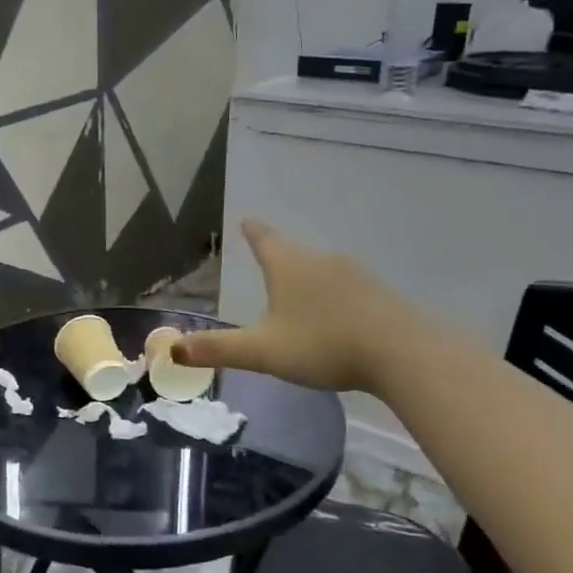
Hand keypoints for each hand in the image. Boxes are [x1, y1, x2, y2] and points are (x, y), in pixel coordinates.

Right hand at [173, 221, 410, 393]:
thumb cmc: (322, 345)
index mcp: (288, 266)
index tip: (246, 220)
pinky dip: (333, 297)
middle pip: (293, 253)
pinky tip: (336, 318)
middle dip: (279, 258)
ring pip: (321, 270)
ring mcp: (354, 273)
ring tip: (298, 296)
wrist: (400, 352)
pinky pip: (346, 288)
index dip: (252, 232)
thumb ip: (219, 349)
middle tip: (267, 263)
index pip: (264, 239)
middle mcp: (320, 260)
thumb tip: (172, 350)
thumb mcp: (263, 351)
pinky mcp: (378, 293)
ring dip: (307, 278)